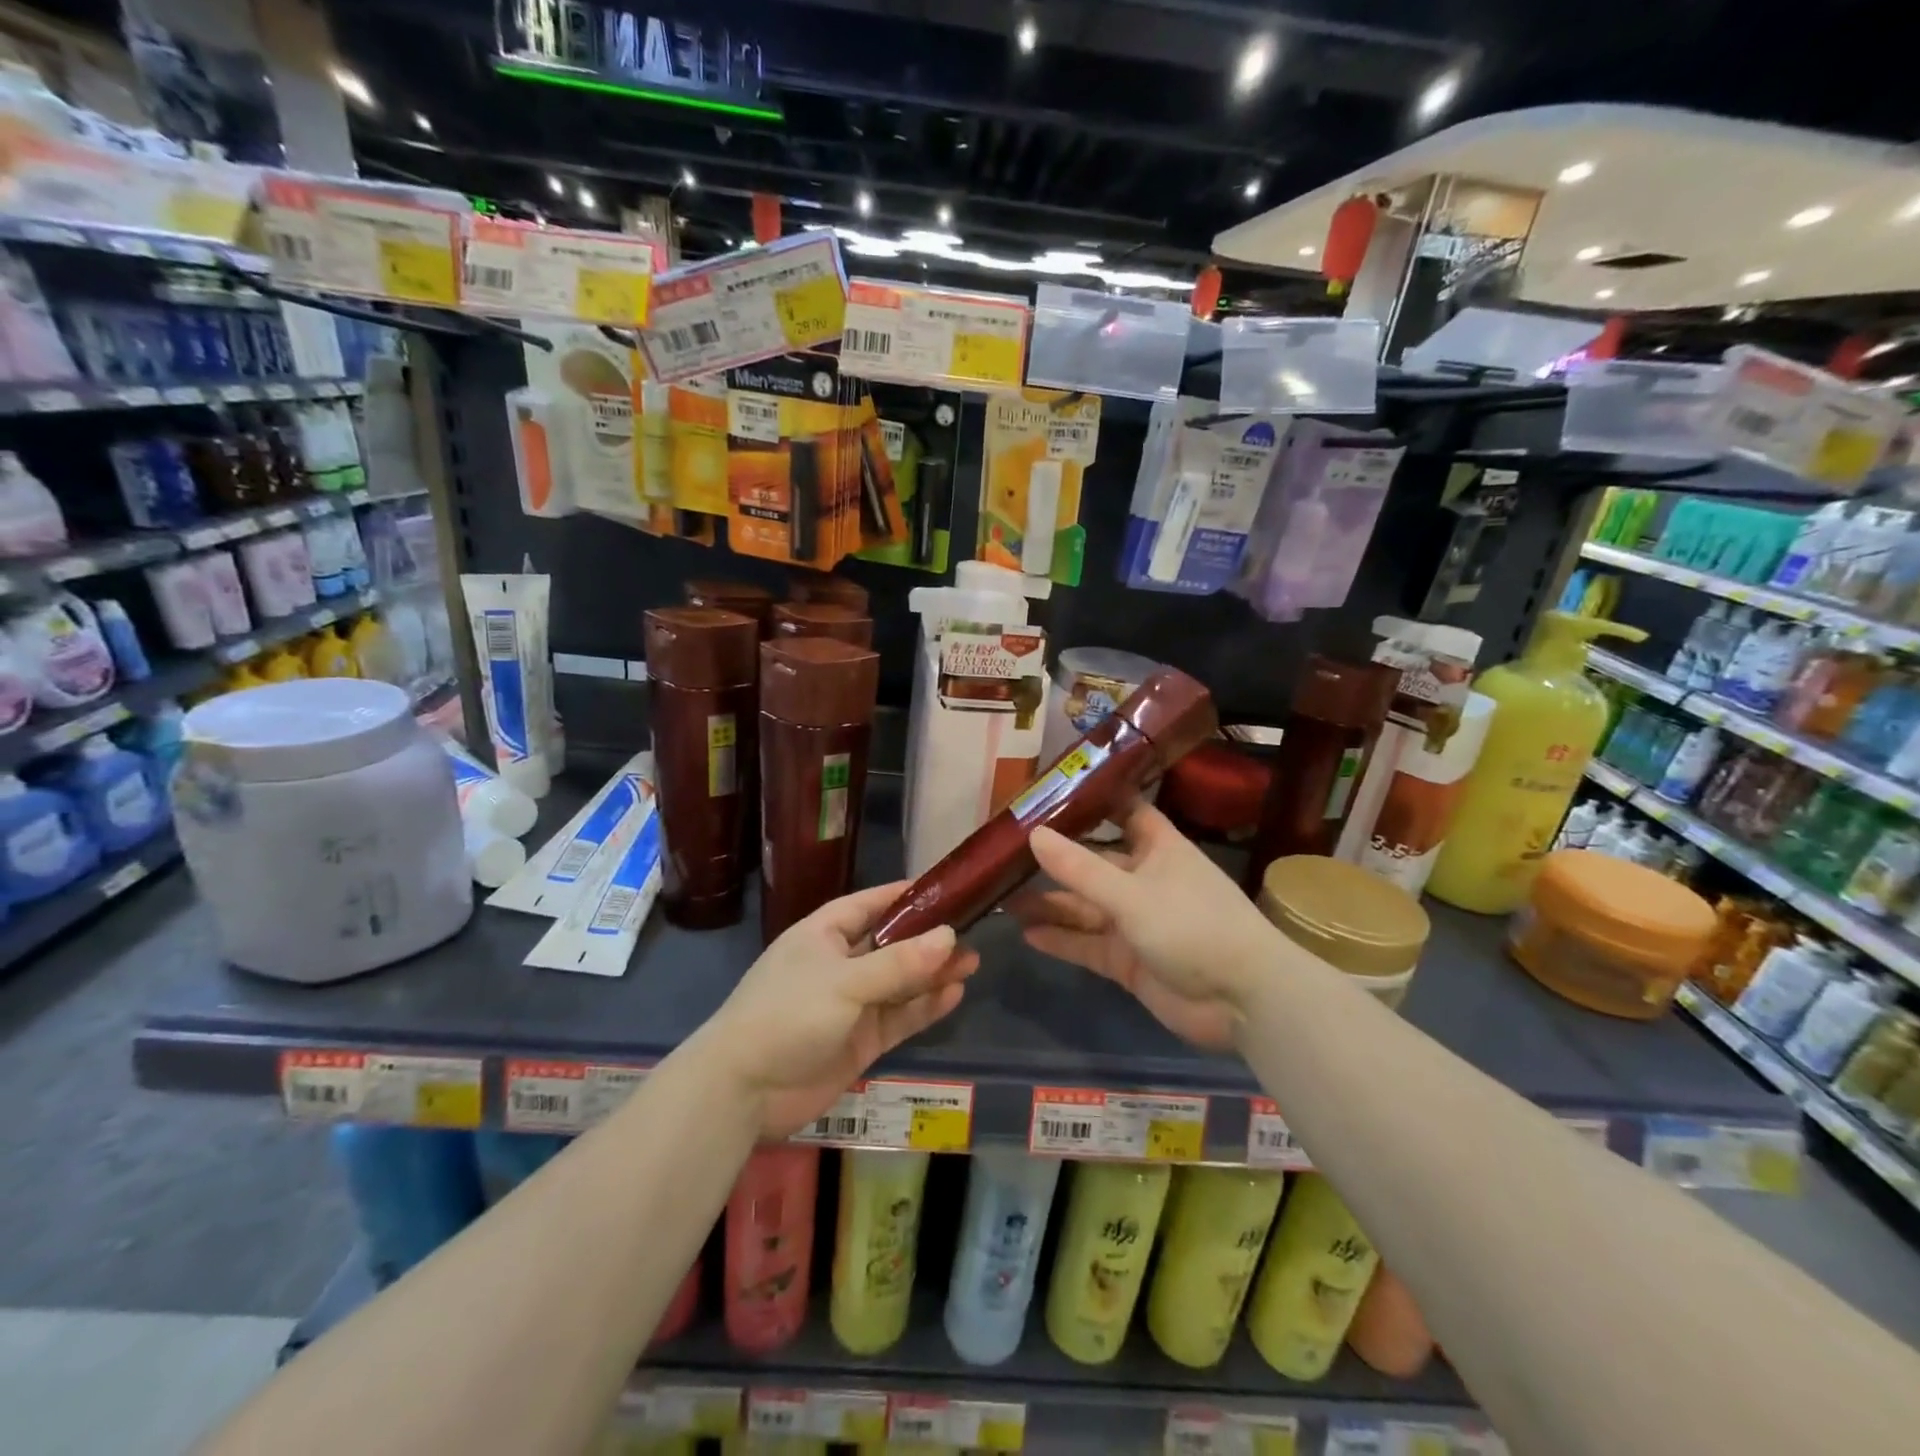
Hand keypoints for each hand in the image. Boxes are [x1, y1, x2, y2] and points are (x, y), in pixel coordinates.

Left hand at [701, 881, 978, 1138]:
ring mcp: (850, 1005)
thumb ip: (900, 963)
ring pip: (900, 982)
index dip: (904, 896)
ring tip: (972, 962)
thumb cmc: (788, 1014)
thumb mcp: (846, 982)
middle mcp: (839, 964)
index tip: (944, 889)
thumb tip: (949, 935)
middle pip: (891, 944)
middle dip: (928, 939)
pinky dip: (924, 1007)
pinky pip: (899, 1016)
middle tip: (971, 931)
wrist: (744, 1091)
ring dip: (932, 973)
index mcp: (824, 934)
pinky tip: (954, 994)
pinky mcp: (860, 1041)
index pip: (869, 904)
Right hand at [1008, 803, 1277, 1049]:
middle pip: (1093, 863)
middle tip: (1006, 854)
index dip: (1092, 800)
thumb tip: (1032, 834)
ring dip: (1050, 903)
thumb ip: (1080, 869)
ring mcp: (1136, 922)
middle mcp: (1144, 879)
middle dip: (1055, 860)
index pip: (1124, 811)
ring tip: (1004, 898)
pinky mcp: (1129, 960)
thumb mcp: (1132, 894)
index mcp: (1158, 849)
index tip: (1050, 790)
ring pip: (1085, 907)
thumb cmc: (1194, 926)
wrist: (1243, 1001)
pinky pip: (1088, 944)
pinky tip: (1027, 933)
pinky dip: (1061, 939)